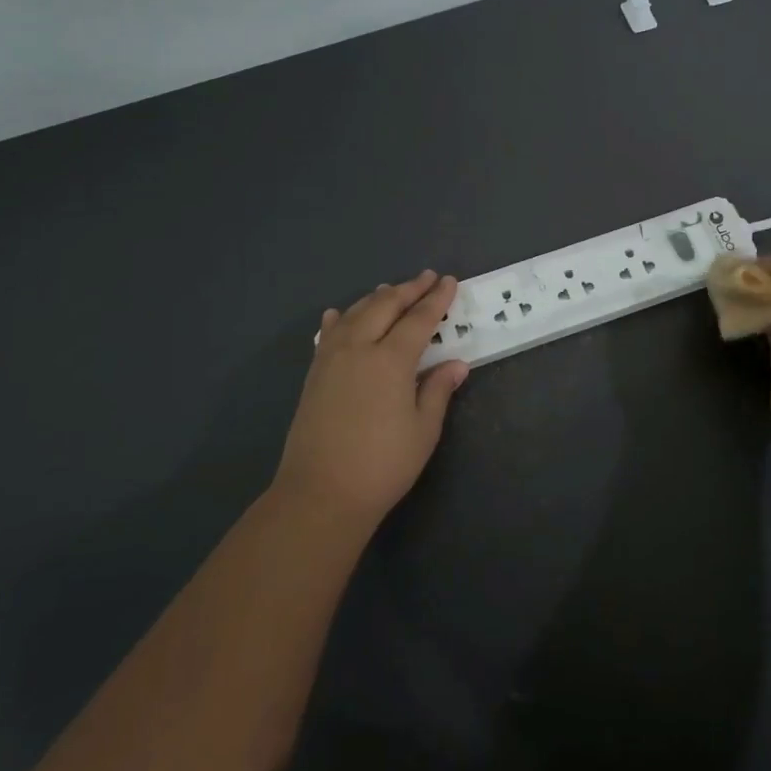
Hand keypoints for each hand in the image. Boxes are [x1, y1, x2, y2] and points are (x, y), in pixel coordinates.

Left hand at [276, 270, 469, 531]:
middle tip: (427, 277)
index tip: (449, 282)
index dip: (436, 300)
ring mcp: (331, 359)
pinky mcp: (314, 374)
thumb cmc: (382, 464)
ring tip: (391, 290)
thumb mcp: (423, 430)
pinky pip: (329, 333)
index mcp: (390, 360)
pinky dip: (340, 319)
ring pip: (355, 313)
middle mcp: (359, 348)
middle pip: (385, 306)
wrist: (320, 493)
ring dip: (377, 298)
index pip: (418, 319)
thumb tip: (457, 364)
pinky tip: (339, 314)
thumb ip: (438, 391)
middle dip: (408, 289)